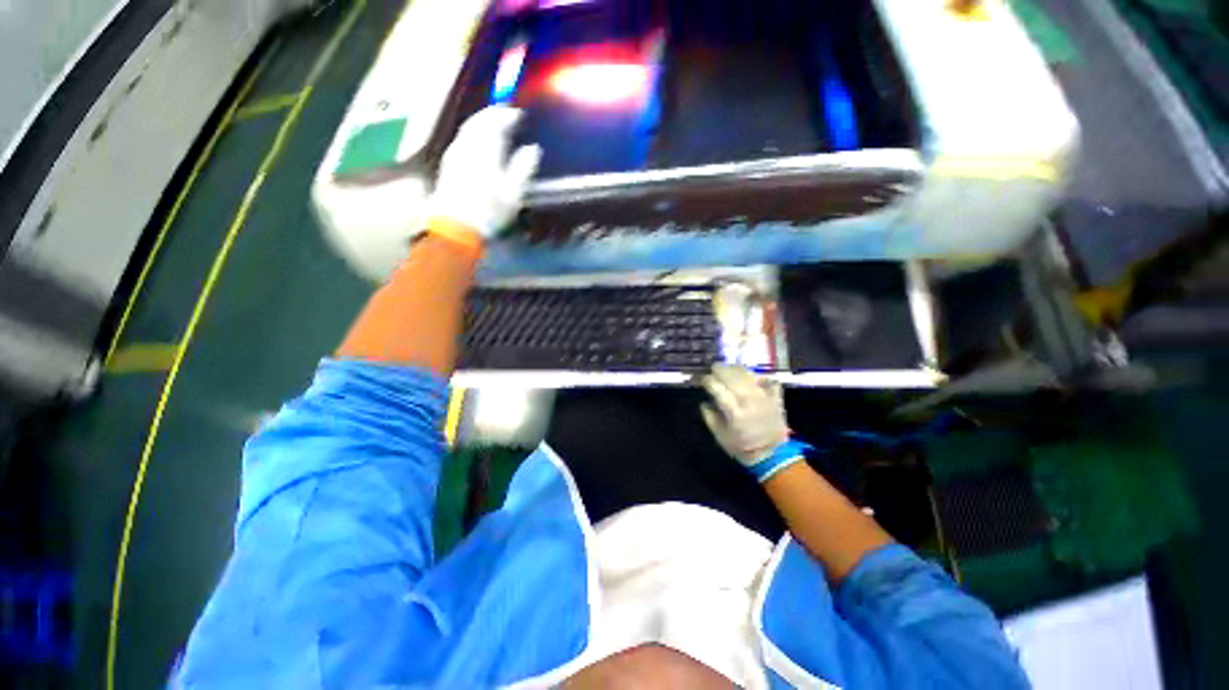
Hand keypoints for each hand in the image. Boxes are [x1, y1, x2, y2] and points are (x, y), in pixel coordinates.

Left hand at [426, 106, 541, 238]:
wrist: (456, 226)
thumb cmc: (490, 211)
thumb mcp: (514, 193)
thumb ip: (523, 167)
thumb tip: (533, 149)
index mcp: (486, 148)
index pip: (496, 121)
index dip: (508, 115)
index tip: (519, 115)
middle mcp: (468, 144)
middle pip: (479, 120)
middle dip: (493, 114)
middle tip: (506, 115)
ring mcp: (455, 153)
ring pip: (468, 128)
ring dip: (481, 122)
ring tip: (493, 125)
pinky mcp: (449, 163)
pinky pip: (462, 138)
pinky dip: (473, 133)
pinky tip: (478, 142)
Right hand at [701, 365, 793, 473]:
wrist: (773, 455)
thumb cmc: (742, 446)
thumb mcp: (720, 436)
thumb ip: (710, 418)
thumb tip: (704, 403)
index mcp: (734, 412)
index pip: (717, 388)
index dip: (708, 381)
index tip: (703, 380)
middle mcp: (749, 401)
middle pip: (732, 377)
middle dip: (720, 369)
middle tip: (714, 368)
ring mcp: (764, 398)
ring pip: (749, 375)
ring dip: (737, 369)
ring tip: (729, 369)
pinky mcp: (776, 398)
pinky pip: (769, 380)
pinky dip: (761, 376)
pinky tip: (753, 377)